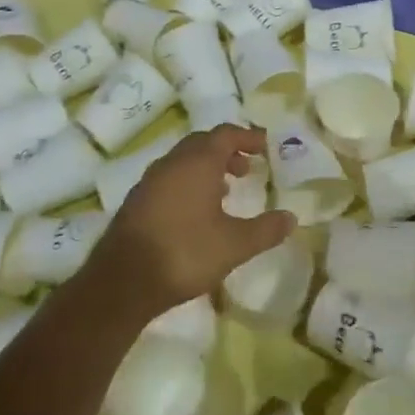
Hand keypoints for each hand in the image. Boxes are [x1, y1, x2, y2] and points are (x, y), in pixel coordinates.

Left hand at [93, 124, 295, 315]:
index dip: (247, 137)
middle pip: (202, 143)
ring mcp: (150, 181)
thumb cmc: (185, 253)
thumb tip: (291, 218)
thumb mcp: (234, 245)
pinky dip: (188, 183)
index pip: (225, 134)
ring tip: (225, 190)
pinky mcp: (136, 201)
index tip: (265, 146)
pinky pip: (168, 179)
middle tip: (247, 168)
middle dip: (226, 150)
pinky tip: (195, 212)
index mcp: (197, 163)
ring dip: (206, 168)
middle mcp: (172, 163)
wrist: (123, 280)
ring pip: (183, 161)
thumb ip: (265, 230)